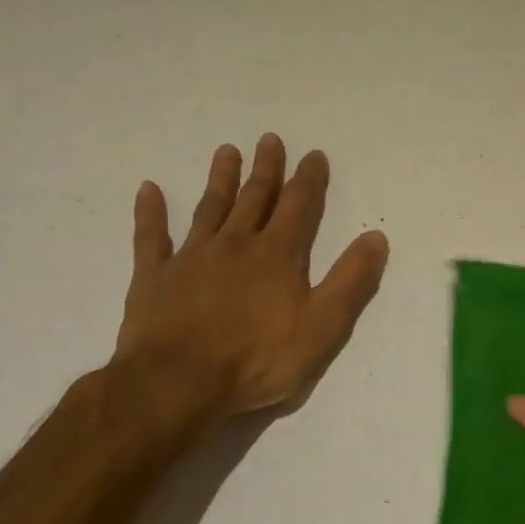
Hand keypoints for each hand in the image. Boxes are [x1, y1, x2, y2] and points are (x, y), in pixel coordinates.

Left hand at [109, 133, 388, 430]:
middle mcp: (235, 244)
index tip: (314, 154)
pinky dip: (150, 213)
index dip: (310, 179)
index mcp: (277, 255)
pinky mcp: (154, 277)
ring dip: (220, 179)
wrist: (177, 384)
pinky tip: (148, 189)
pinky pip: (151, 237)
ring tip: (227, 151)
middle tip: (269, 139)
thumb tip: (376, 237)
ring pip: (210, 208)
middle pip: (255, 198)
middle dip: (266, 169)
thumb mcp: (322, 326)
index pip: (299, 206)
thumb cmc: (257, 359)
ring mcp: (191, 258)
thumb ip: (350, 281)